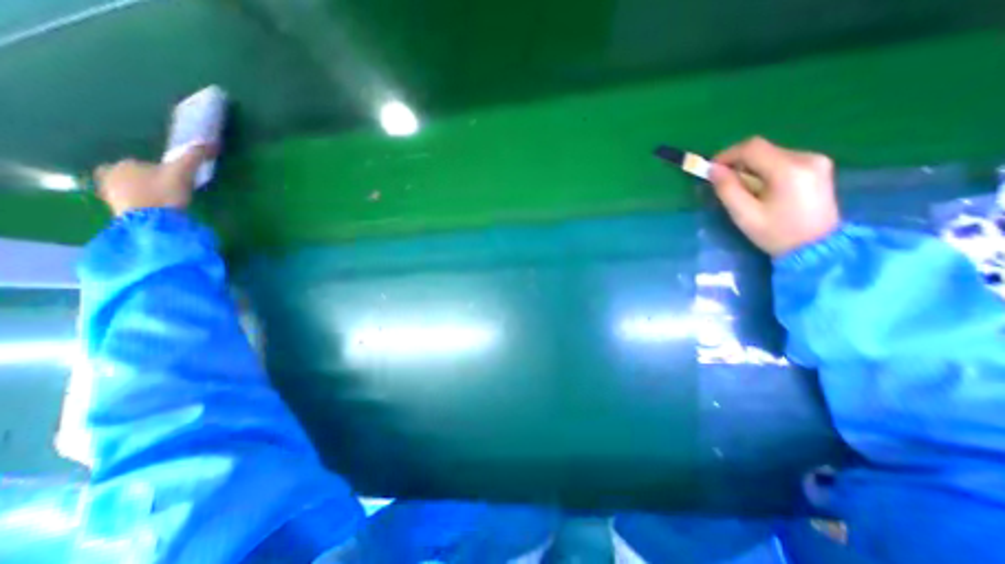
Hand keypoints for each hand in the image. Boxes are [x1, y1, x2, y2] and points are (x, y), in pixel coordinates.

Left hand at [94, 148, 208, 217]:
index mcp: (125, 163)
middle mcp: (110, 174)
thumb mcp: (183, 172)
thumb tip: (210, 142)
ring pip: (130, 189)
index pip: (146, 165)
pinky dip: (141, 205)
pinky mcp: (115, 210)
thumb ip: (195, 156)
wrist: (151, 220)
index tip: (176, 183)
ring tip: (164, 203)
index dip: (162, 173)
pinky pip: (130, 203)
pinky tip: (155, 211)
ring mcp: (109, 193)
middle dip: (148, 182)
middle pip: (134, 176)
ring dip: (144, 194)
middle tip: (170, 193)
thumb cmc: (164, 193)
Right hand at [705, 137, 841, 254]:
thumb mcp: (744, 214)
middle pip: (763, 149)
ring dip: (751, 167)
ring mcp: (816, 160)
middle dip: (738, 162)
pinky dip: (765, 169)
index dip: (727, 154)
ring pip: (772, 154)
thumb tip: (713, 170)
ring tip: (741, 188)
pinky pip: (783, 160)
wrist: (817, 247)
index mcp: (788, 169)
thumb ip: (727, 189)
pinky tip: (760, 187)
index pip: (752, 147)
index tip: (711, 169)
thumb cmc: (776, 233)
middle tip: (723, 181)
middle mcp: (806, 158)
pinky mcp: (818, 167)